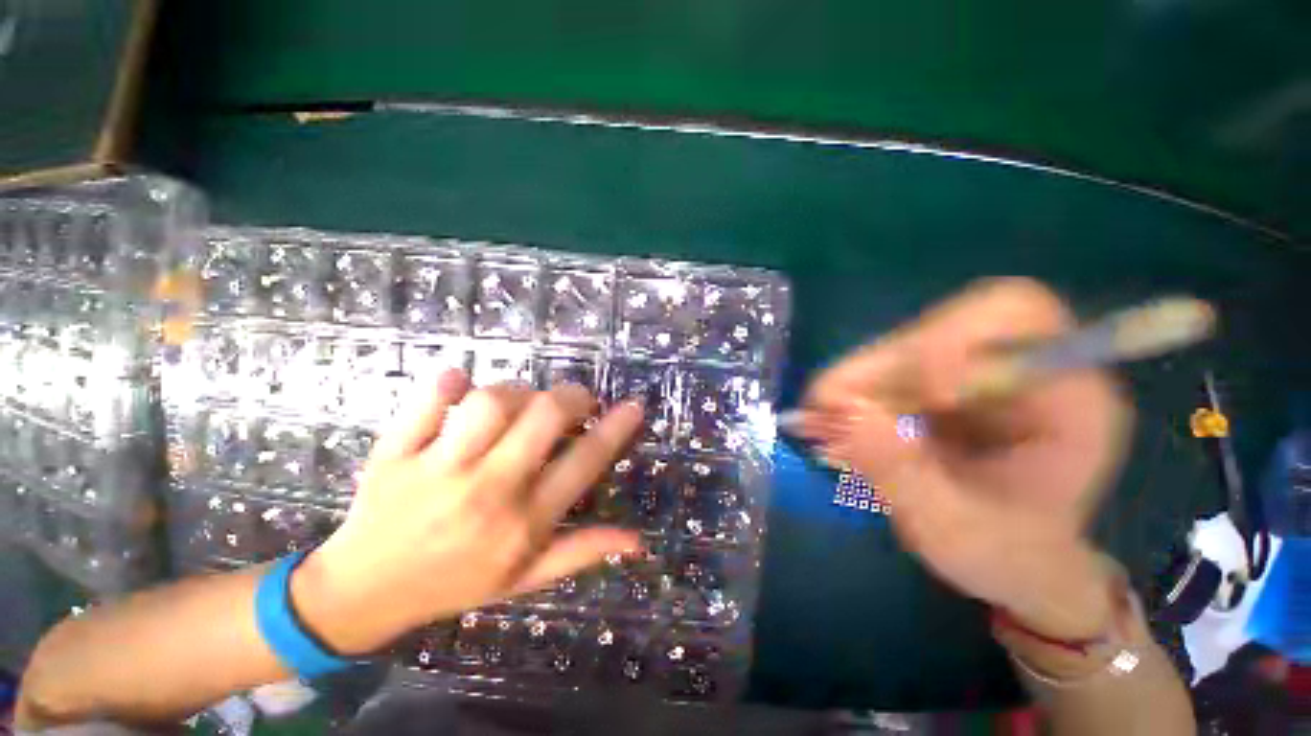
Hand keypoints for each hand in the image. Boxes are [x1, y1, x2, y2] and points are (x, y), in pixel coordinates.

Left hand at [291, 370, 644, 654]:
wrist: (361, 594)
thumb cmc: (454, 583)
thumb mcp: (525, 579)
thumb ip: (581, 552)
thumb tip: (637, 541)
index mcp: (521, 524)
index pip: (583, 464)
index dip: (615, 429)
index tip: (633, 405)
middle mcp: (486, 492)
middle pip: (543, 417)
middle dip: (571, 397)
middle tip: (576, 398)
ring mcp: (436, 471)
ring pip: (491, 402)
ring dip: (516, 391)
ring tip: (520, 402)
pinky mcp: (393, 455)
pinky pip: (424, 404)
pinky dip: (444, 384)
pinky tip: (456, 383)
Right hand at [797, 278, 1132, 638]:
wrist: (1005, 555)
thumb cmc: (1003, 554)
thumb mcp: (955, 532)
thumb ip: (904, 475)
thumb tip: (845, 413)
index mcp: (1067, 398)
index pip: (1018, 315)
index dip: (954, 338)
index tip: (919, 395)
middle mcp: (1016, 367)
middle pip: (939, 325)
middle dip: (884, 368)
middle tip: (841, 414)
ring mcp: (967, 370)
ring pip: (897, 345)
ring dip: (856, 382)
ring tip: (834, 428)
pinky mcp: (929, 380)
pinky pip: (876, 368)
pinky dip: (849, 391)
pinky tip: (842, 425)